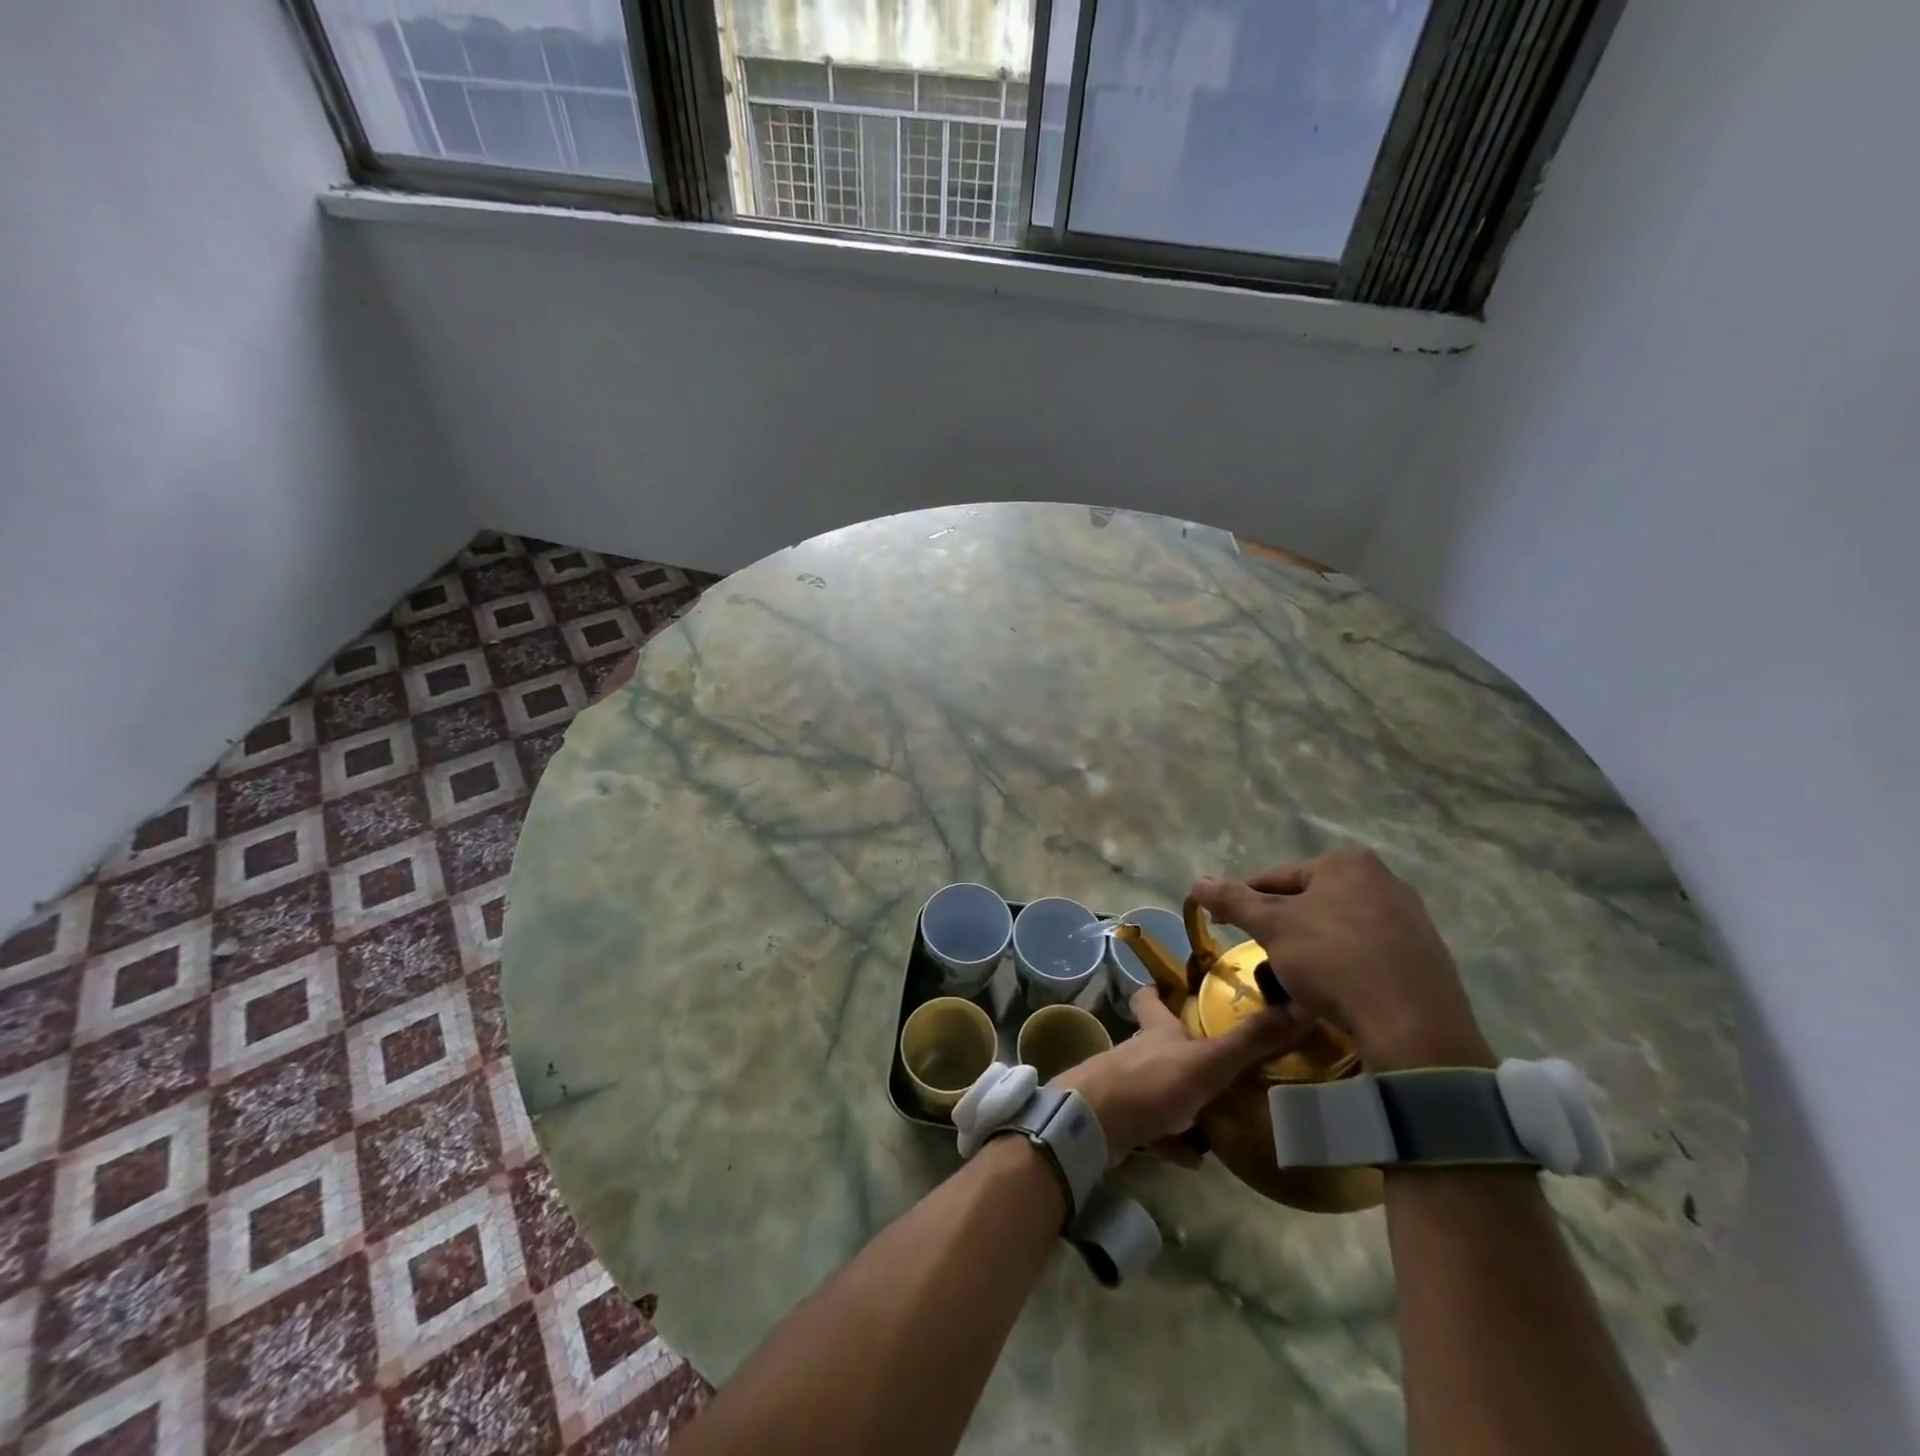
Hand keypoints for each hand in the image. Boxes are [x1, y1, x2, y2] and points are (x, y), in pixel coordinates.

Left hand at [1055, 989, 1306, 1166]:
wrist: (1095, 1124)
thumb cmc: (1151, 1081)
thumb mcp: (1208, 1060)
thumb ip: (1250, 1040)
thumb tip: (1300, 1005)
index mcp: (1156, 1030)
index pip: (1151, 998)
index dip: (1160, 990)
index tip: (1177, 988)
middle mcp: (1140, 1052)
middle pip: (1158, 1042)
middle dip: (1182, 1048)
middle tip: (1219, 1059)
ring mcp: (1128, 1086)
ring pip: (1158, 1086)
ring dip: (1183, 1099)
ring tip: (1219, 1113)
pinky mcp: (1123, 1121)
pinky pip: (1154, 1130)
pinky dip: (1172, 1141)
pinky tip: (1195, 1159)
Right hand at [1191, 850, 1494, 1072]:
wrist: (1413, 1026)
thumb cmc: (1334, 961)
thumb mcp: (1272, 927)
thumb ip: (1233, 900)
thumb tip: (1196, 882)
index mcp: (1347, 863)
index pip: (1276, 878)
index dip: (1244, 902)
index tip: (1225, 925)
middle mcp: (1384, 879)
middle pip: (1309, 900)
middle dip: (1282, 925)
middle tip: (1262, 954)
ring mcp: (1411, 917)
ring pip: (1338, 926)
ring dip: (1311, 945)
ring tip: (1295, 976)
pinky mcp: (1427, 954)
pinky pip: (1368, 950)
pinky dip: (1345, 963)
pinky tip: (1335, 988)